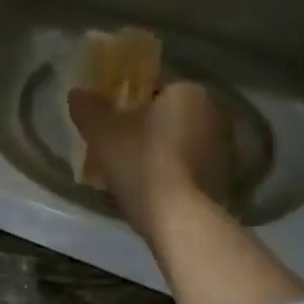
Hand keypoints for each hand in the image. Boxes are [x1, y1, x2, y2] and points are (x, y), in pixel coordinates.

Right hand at [69, 81, 235, 236]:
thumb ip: (88, 108)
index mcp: (189, 91)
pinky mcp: (226, 177)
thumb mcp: (102, 133)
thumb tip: (77, 93)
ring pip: (182, 139)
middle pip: (170, 113)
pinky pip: (191, 164)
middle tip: (117, 144)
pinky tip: (153, 187)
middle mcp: (215, 111)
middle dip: (146, 125)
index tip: (109, 119)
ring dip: (161, 148)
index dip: (126, 99)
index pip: (153, 84)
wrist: (179, 219)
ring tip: (132, 169)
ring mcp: (226, 147)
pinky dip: (174, 170)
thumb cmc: (141, 163)